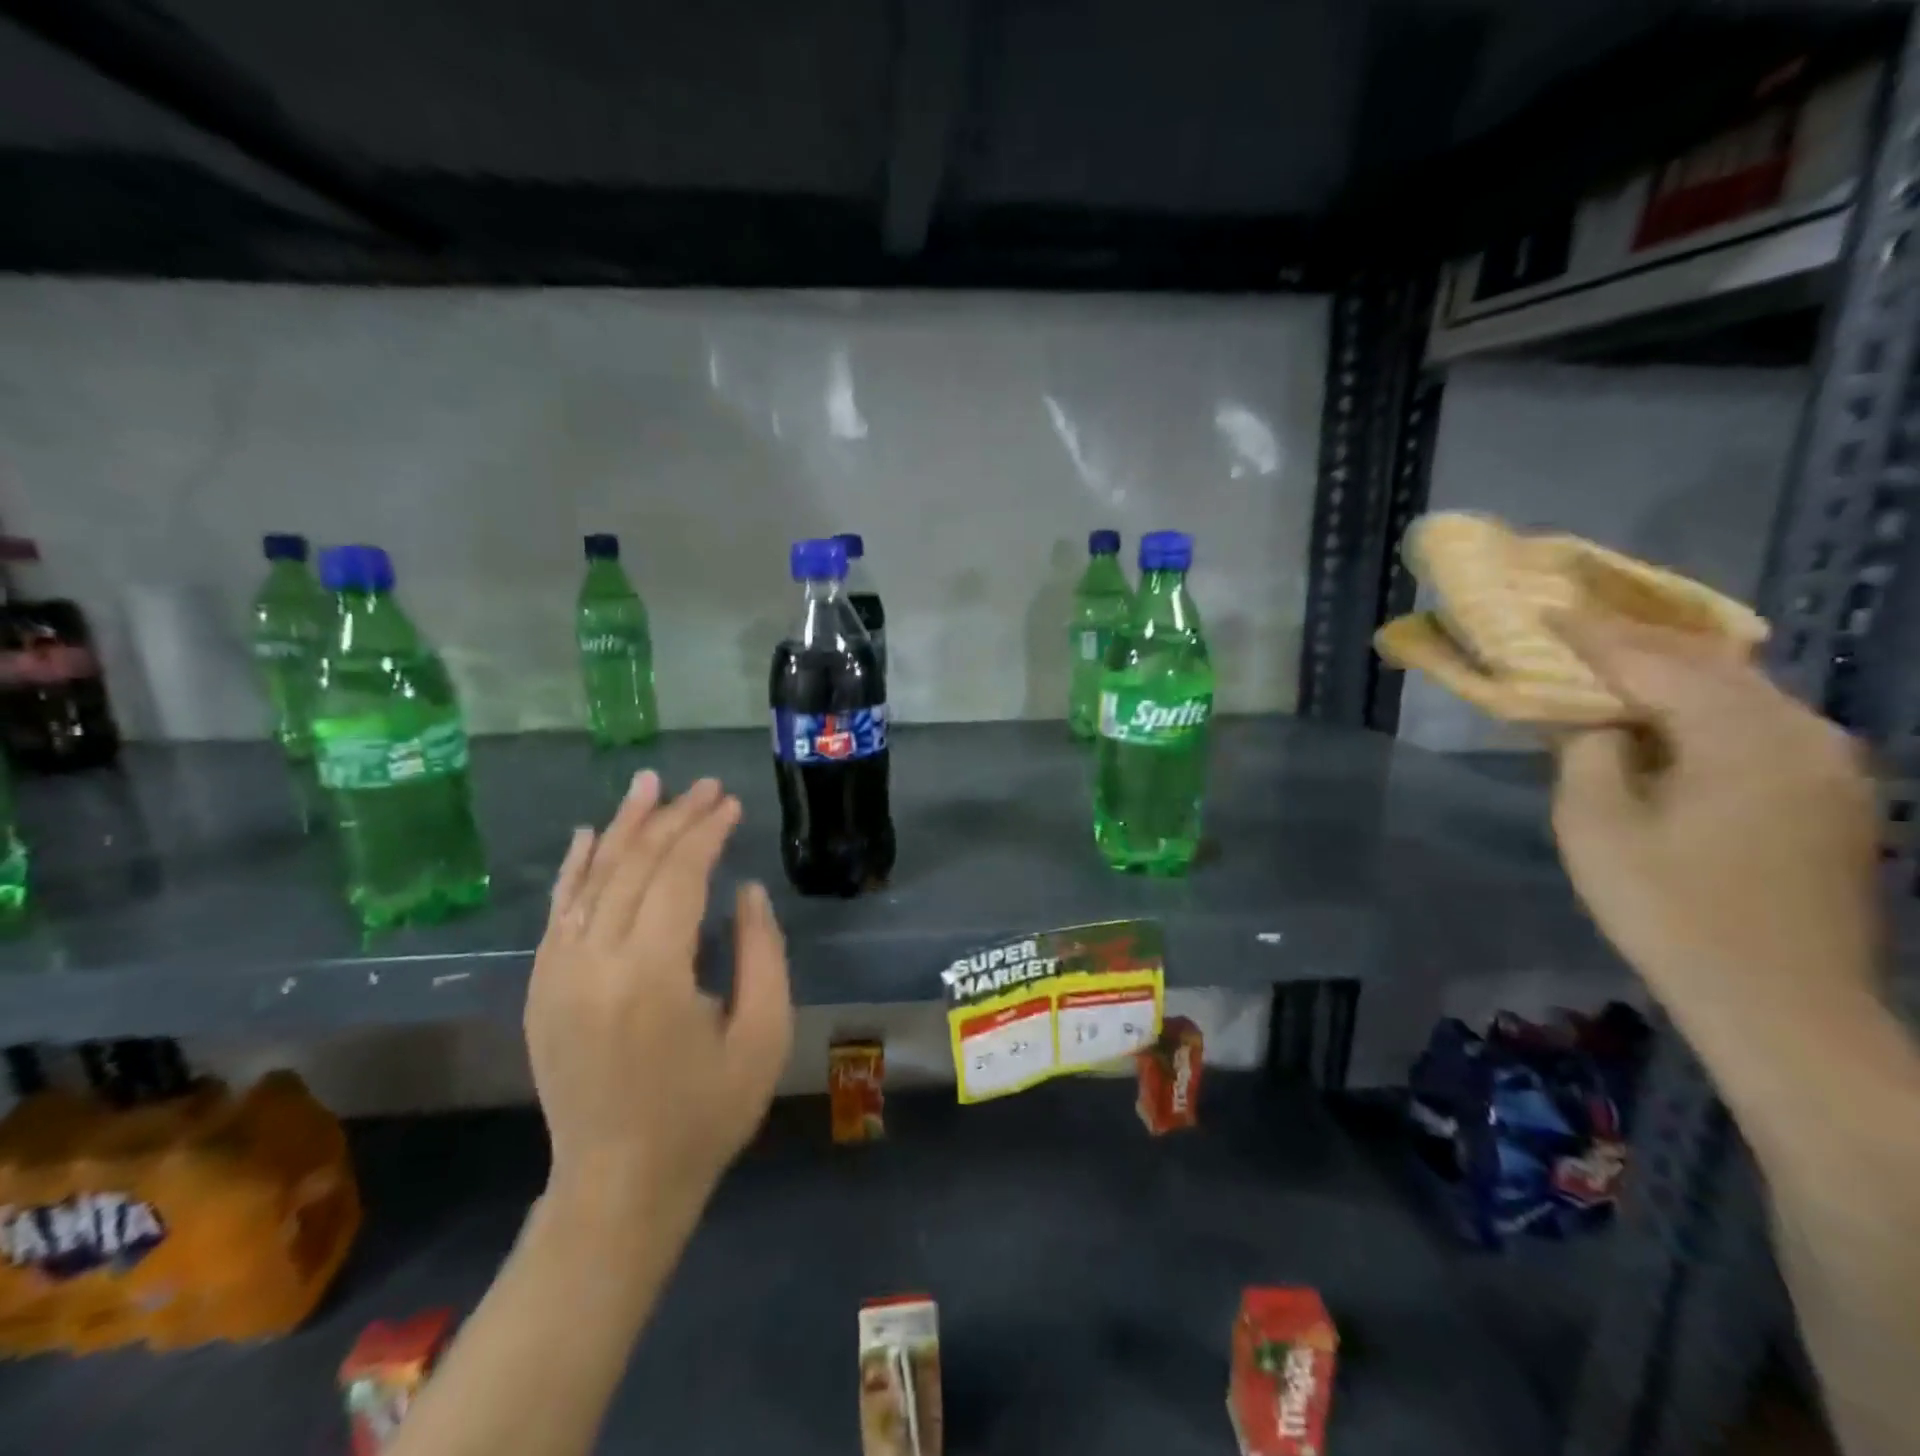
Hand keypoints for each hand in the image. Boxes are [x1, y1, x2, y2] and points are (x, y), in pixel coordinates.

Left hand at [525, 773, 792, 1219]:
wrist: (617, 1188)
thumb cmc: (705, 1114)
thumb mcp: (763, 1036)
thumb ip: (762, 952)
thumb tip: (744, 890)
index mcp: (651, 976)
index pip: (678, 876)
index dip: (706, 832)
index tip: (731, 803)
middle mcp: (593, 963)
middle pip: (633, 866)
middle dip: (673, 818)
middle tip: (706, 786)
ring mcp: (556, 974)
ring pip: (590, 878)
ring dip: (623, 826)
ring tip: (650, 784)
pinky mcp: (540, 987)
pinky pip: (557, 911)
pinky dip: (575, 867)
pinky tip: (588, 834)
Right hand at [1550, 616, 1881, 1023]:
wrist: (1780, 1000)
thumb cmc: (1669, 909)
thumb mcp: (1596, 827)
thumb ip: (1587, 753)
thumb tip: (1593, 719)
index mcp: (1744, 737)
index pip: (1654, 664)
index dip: (1593, 637)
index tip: (1547, 612)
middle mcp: (1804, 734)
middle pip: (1710, 665)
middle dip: (1638, 643)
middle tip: (1576, 629)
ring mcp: (1831, 764)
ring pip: (1743, 691)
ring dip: (1675, 672)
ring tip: (1615, 663)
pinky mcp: (1835, 793)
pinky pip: (1763, 723)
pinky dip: (1707, 705)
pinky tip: (1671, 714)